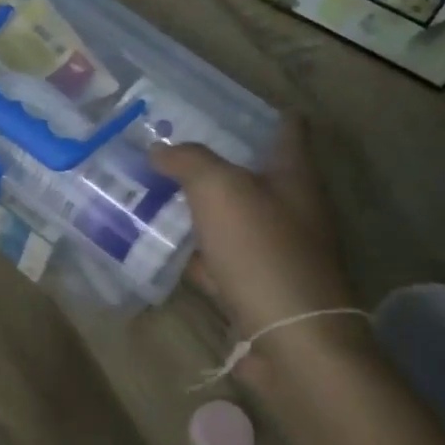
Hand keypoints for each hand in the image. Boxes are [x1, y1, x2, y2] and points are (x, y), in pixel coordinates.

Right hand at [152, 119, 360, 377]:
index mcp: (293, 178)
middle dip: (216, 163)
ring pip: (230, 220)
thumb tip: (160, 149)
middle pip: (253, 176)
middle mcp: (290, 211)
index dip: (267, 113)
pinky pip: (218, 261)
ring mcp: (274, 253)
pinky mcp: (255, 289)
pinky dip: (194, 254)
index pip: (288, 132)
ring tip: (151, 193)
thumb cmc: (262, 252)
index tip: (231, 103)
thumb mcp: (220, 190)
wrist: (290, 340)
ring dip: (198, 209)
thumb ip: (189, 161)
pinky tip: (161, 248)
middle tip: (169, 149)